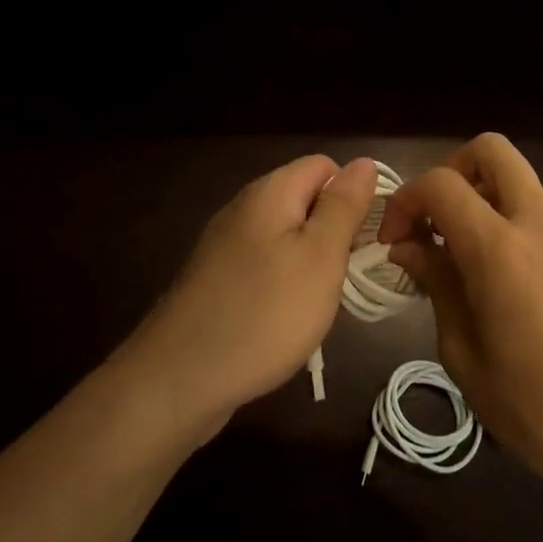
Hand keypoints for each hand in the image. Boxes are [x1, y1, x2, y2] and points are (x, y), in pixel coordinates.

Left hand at [117, 155, 376, 439]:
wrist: (179, 379)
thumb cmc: (264, 313)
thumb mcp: (320, 256)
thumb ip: (343, 206)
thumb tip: (364, 162)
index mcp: (270, 192)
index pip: (325, 166)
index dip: (352, 194)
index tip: (364, 239)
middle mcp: (244, 208)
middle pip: (305, 200)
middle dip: (333, 232)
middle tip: (344, 275)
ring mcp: (225, 245)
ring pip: (286, 236)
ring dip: (310, 262)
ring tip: (319, 302)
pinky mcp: (216, 279)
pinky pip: (264, 265)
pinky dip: (284, 284)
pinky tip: (286, 318)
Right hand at [379, 133, 542, 508]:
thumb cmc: (536, 407)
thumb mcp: (464, 353)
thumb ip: (437, 285)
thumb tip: (408, 247)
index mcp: (500, 249)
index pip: (441, 184)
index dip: (405, 201)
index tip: (393, 243)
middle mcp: (535, 224)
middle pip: (490, 150)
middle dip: (449, 170)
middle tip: (430, 219)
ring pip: (514, 175)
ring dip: (476, 193)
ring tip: (451, 249)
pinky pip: (530, 207)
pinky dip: (499, 215)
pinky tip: (484, 270)